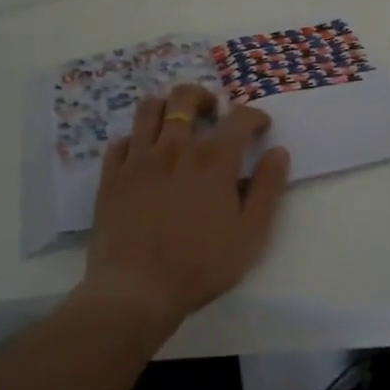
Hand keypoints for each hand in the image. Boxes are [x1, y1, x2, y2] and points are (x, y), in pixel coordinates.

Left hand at [80, 84, 290, 333]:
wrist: (135, 292)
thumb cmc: (199, 266)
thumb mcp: (250, 234)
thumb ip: (267, 189)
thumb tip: (278, 152)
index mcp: (213, 160)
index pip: (238, 117)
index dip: (253, 115)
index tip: (260, 126)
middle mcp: (176, 148)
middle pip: (186, 97)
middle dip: (203, 97)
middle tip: (211, 113)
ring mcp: (139, 159)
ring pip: (149, 109)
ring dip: (167, 107)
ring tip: (175, 124)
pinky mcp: (111, 176)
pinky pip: (121, 141)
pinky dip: (135, 141)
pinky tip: (143, 155)